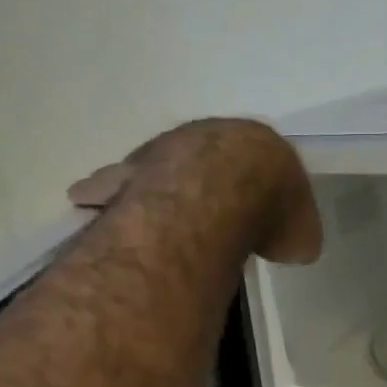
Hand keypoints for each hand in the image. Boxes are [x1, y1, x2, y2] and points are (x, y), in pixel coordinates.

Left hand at [66, 120, 321, 264]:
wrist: (222, 194)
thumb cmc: (269, 211)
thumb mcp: (301, 235)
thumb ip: (295, 237)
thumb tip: (295, 247)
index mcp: (254, 146)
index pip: (254, 161)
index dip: (254, 188)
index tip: (252, 208)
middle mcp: (204, 139)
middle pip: (199, 159)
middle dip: (197, 181)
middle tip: (195, 207)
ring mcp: (161, 153)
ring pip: (151, 167)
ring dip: (145, 185)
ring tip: (136, 204)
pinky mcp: (128, 174)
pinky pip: (110, 184)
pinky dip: (101, 193)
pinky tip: (85, 200)